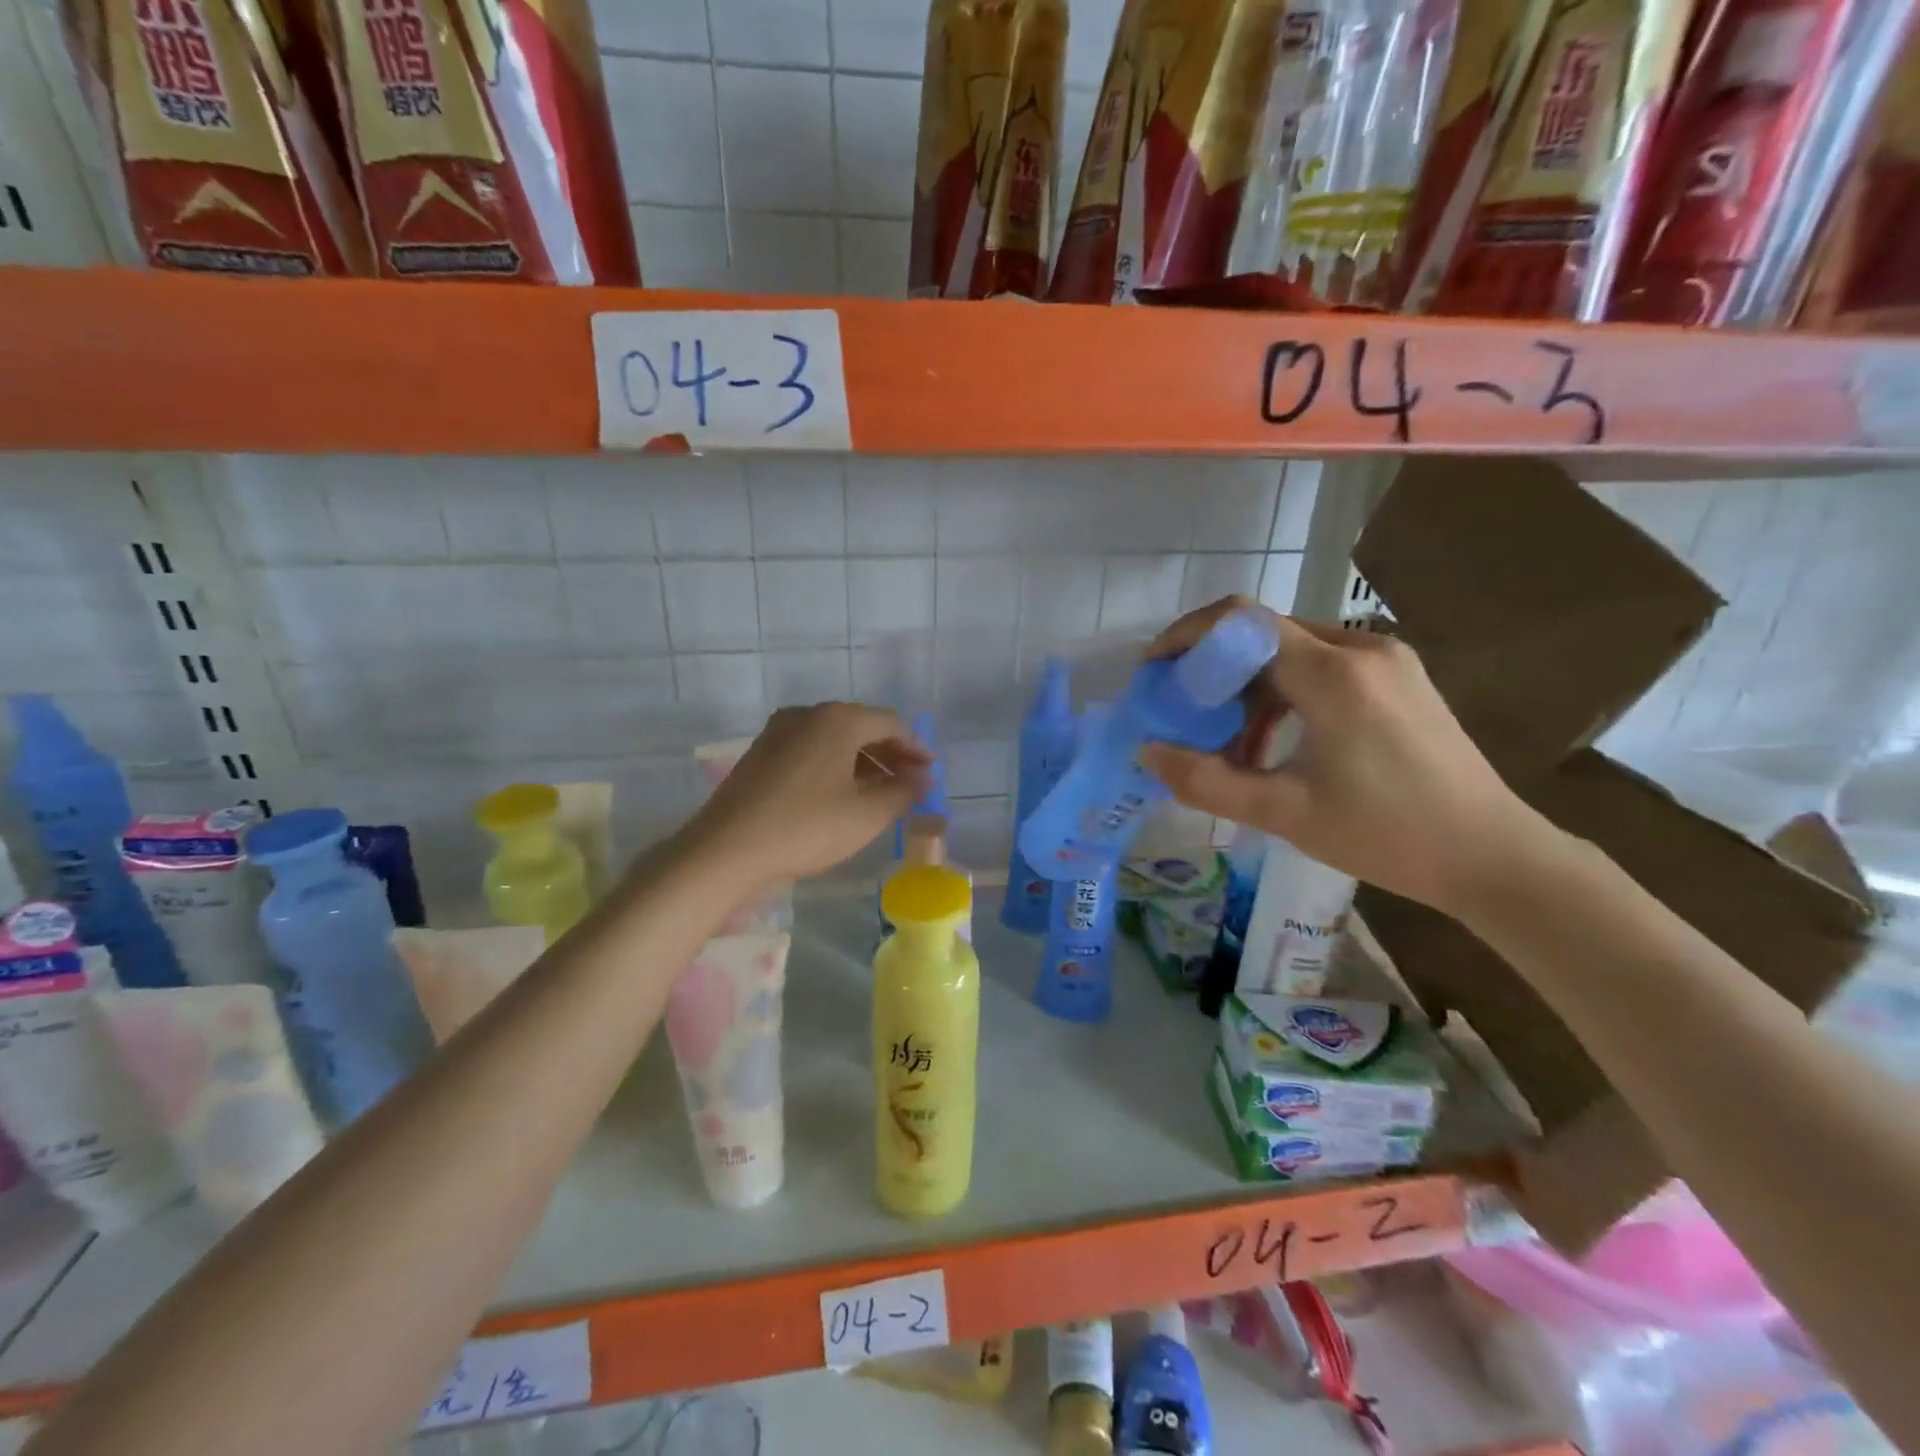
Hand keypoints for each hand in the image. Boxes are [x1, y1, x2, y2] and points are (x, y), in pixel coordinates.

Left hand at [677, 703, 929, 890]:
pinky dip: (835, 766)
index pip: (890, 723)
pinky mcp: (761, 753)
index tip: (930, 772)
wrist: (725, 850)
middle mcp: (807, 714)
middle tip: (910, 783)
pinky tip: (842, 795)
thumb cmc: (806, 828)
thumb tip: (922, 777)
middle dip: (890, 754)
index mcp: (837, 719)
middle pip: (861, 727)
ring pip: (834, 739)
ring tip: (881, 793)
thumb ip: (903, 792)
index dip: (916, 748)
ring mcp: (779, 731)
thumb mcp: (866, 815)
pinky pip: (811, 750)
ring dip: (863, 762)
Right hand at [1138, 598, 1556, 913]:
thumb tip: (1147, 753)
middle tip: (1185, 717)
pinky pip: (1322, 667)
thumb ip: (1206, 781)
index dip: (1188, 636)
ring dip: (1249, 690)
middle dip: (1214, 671)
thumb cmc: (1388, 836)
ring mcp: (1386, 660)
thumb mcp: (1284, 813)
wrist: (1494, 857)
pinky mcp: (1399, 678)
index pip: (1241, 621)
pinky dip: (1284, 696)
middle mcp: (1361, 648)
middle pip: (1263, 635)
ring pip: (1291, 652)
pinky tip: (1277, 745)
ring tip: (1232, 748)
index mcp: (1334, 674)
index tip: (1155, 671)